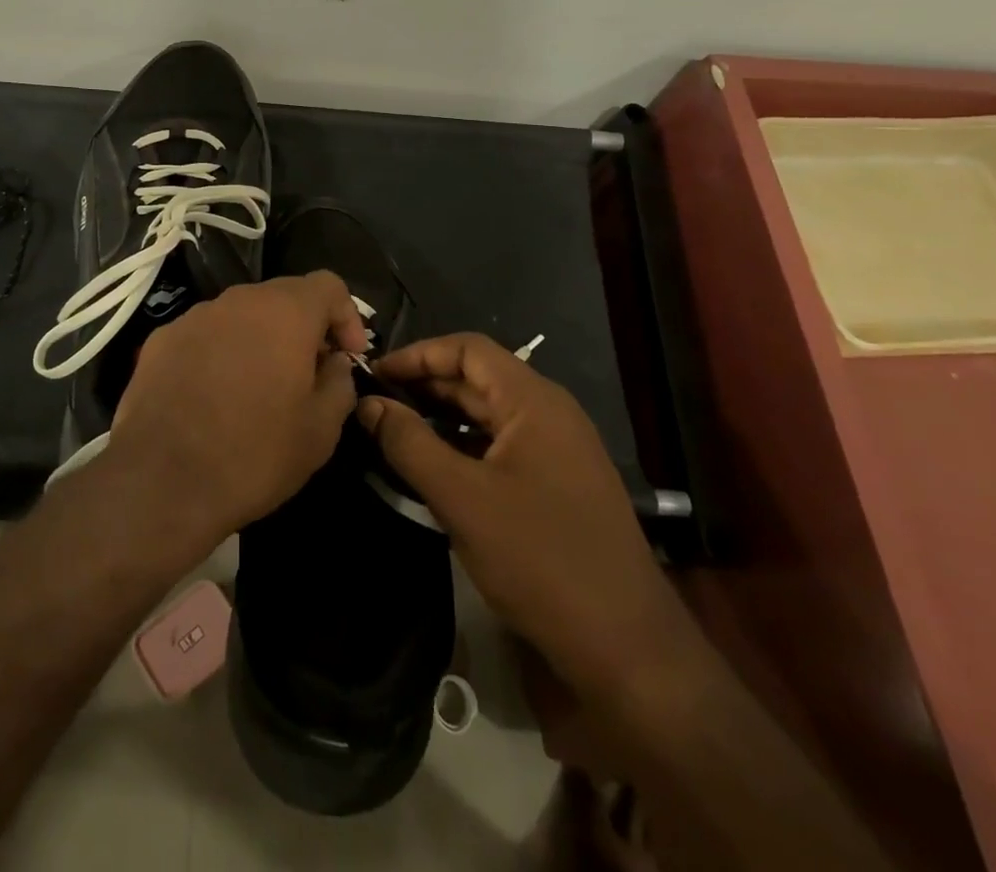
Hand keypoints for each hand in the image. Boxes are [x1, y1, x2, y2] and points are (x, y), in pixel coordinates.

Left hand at [106, 271, 365, 545]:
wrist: (161, 481)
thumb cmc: (254, 454)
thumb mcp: (321, 430)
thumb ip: (340, 383)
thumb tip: (333, 363)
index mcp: (284, 312)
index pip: (328, 285)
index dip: (347, 316)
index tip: (348, 357)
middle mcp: (238, 301)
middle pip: (282, 297)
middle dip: (303, 329)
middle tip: (309, 375)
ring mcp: (194, 317)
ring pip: (241, 316)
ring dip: (260, 341)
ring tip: (259, 389)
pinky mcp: (160, 340)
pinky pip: (205, 335)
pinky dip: (220, 354)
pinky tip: (214, 397)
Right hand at [360, 334, 696, 707]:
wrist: (627, 647)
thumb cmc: (539, 558)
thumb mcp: (461, 498)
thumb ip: (409, 443)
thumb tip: (368, 404)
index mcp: (533, 401)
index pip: (468, 349)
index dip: (418, 354)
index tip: (374, 373)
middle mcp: (549, 413)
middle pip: (477, 378)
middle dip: (424, 385)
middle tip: (374, 402)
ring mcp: (558, 450)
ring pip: (488, 414)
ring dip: (441, 417)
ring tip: (393, 431)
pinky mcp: (557, 484)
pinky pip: (501, 446)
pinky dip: (463, 446)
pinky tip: (432, 467)